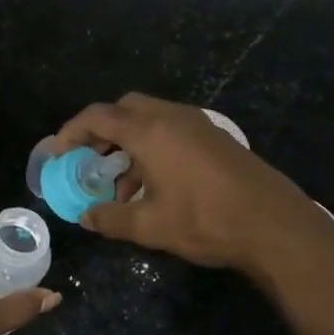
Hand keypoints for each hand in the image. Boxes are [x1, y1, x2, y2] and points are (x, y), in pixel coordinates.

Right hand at [52, 92, 333, 281]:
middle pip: (126, 108)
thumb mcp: (150, 226)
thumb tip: (85, 217)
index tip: (59, 152)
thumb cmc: (205, 221)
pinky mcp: (216, 138)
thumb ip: (111, 218)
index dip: (72, 131)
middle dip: (102, 130)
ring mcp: (199, 125)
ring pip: (151, 120)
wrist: (274, 225)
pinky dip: (154, 147)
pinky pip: (173, 130)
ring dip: (129, 143)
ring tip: (123, 186)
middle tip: (90, 160)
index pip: (98, 116)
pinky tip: (156, 186)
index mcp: (150, 131)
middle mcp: (172, 117)